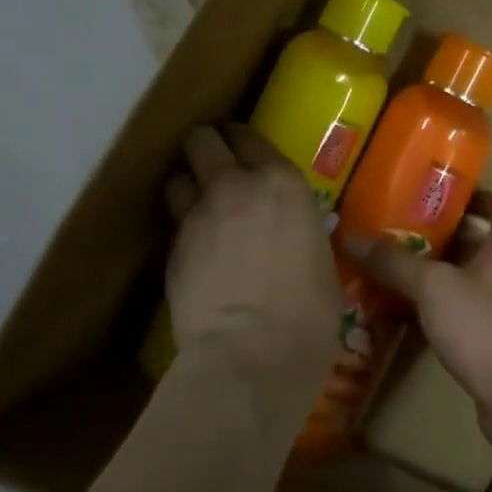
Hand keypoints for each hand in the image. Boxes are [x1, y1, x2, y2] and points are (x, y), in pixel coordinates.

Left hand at [164, 124, 341, 425]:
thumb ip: (300, 233)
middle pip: (202, 141)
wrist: (250, 354)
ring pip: (176, 178)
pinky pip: (173, 225)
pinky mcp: (170, 252)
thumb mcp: (320, 259)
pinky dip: (182, 228)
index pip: (250, 137)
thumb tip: (294, 238)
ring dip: (186, 185)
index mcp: (282, 183)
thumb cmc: (308, 312)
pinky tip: (196, 249)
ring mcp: (196, 218)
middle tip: (213, 161)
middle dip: (204, 145)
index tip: (242, 145)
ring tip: (198, 203)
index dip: (242, 138)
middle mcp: (234, 187)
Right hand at [341, 192, 491, 453]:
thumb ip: (394, 261)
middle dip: (443, 237)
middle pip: (479, 243)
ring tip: (396, 270)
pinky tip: (409, 315)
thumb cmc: (484, 325)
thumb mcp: (433, 286)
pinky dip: (443, 309)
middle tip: (400, 231)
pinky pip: (468, 314)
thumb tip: (350, 236)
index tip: (438, 194)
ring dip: (439, 275)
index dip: (474, 195)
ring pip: (471, 280)